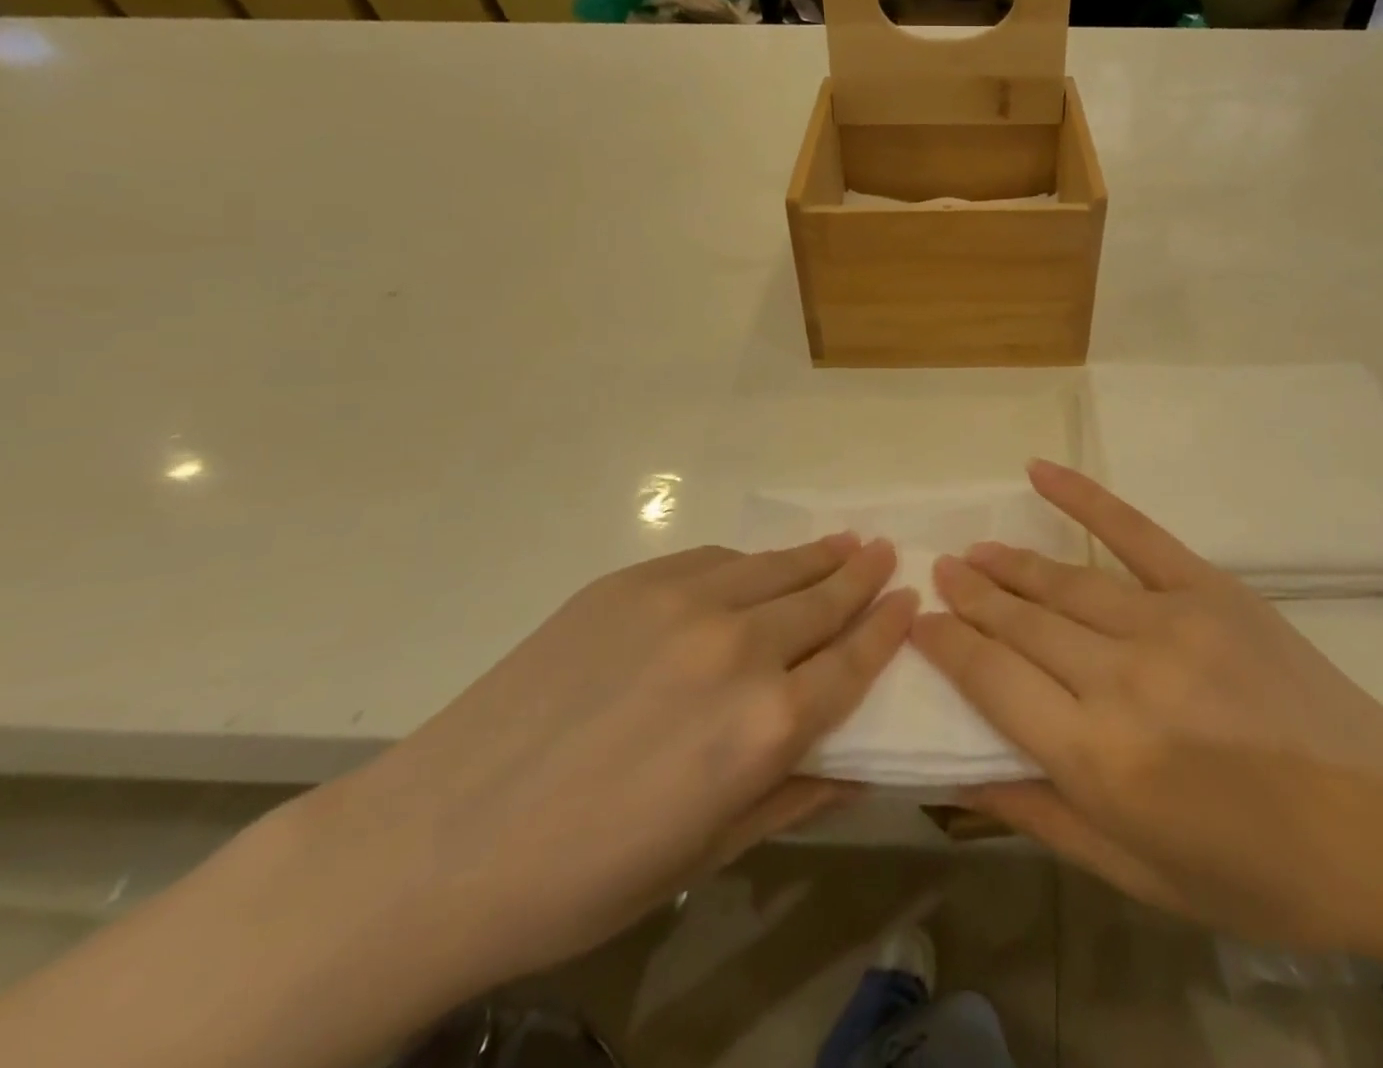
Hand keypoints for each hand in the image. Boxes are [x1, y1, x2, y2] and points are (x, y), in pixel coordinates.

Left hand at [295, 538, 913, 992]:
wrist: (436, 843)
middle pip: (823, 599)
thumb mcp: (705, 854)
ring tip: (844, 541)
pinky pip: (715, 559)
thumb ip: (794, 795)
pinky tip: (757, 566)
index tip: (909, 598)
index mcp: (767, 725)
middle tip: (884, 553)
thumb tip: (860, 764)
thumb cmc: (583, 878)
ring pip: (775, 566)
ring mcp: (683, 602)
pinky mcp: (632, 581)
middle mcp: (739, 647)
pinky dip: (750, 562)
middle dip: (862, 575)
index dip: (888, 626)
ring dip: (817, 555)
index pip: (855, 660)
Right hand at [914, 461, 1382, 948]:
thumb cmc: (1258, 872)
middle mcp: (1121, 679)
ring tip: (971, 552)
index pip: (992, 680)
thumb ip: (1043, 815)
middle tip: (936, 573)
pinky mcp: (1209, 588)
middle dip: (970, 597)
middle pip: (1021, 622)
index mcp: (1098, 758)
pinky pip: (1134, 531)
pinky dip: (1082, 498)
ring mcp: (1168, 622)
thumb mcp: (1140, 875)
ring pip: (1062, 581)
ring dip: (1008, 564)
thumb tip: (960, 773)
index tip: (918, 623)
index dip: (947, 645)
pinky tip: (1039, 472)